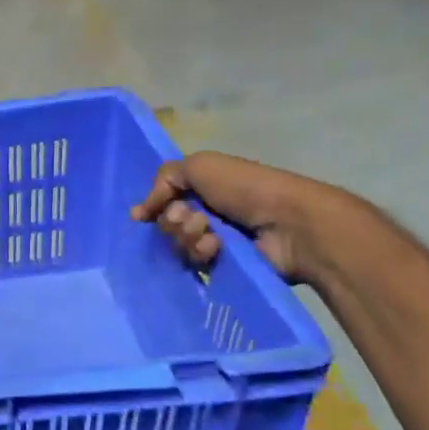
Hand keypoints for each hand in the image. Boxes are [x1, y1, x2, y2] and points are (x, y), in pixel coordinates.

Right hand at [130, 151, 339, 282]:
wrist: (288, 223)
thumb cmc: (245, 188)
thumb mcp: (198, 166)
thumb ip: (163, 179)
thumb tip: (139, 213)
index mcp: (201, 187)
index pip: (162, 200)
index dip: (152, 206)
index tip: (144, 215)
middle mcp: (206, 212)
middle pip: (166, 224)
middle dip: (173, 221)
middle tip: (194, 218)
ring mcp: (215, 240)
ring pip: (178, 244)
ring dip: (188, 237)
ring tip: (210, 233)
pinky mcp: (223, 264)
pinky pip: (195, 263)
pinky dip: (202, 252)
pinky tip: (218, 248)